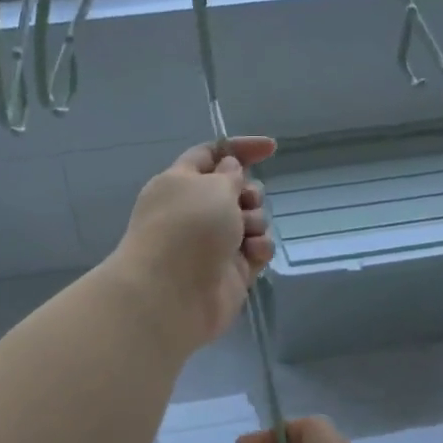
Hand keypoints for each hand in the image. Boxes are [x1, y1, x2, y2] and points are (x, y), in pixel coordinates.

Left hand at [110, 137, 276, 350]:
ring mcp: (213, 242)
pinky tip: (252, 255)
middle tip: (245, 202)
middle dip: (250, 193)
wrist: (172, 294)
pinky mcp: (231, 271)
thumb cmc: (186, 229)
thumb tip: (230, 170)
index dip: (239, 149)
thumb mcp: (211, 186)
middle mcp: (195, 211)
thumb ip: (229, 175)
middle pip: (236, 190)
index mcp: (180, 183)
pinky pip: (256, 249)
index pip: (211, 155)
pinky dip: (258, 249)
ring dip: (255, 221)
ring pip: (251, 220)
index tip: (271, 148)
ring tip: (243, 235)